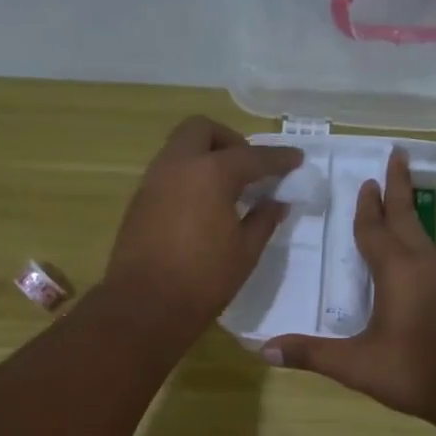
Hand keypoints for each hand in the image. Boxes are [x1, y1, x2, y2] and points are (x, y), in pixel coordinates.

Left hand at [104, 116, 302, 340]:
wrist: (145, 305)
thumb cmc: (204, 279)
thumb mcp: (245, 251)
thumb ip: (264, 220)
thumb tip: (276, 203)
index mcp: (211, 173)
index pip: (252, 156)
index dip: (278, 158)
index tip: (296, 159)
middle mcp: (178, 166)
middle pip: (202, 130)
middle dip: (229, 140)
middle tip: (247, 168)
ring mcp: (153, 181)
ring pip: (180, 148)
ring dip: (205, 157)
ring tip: (226, 189)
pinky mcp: (139, 201)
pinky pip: (168, 173)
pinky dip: (188, 177)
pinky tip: (202, 206)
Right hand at [265, 148, 435, 424]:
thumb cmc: (414, 371)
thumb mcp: (356, 365)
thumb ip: (311, 354)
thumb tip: (263, 349)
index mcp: (397, 270)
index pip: (375, 229)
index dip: (367, 206)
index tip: (366, 179)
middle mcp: (422, 264)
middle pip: (406, 216)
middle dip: (399, 186)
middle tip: (397, 155)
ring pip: (421, 233)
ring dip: (407, 211)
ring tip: (399, 196)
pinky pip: (429, 252)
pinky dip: (416, 237)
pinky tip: (413, 251)